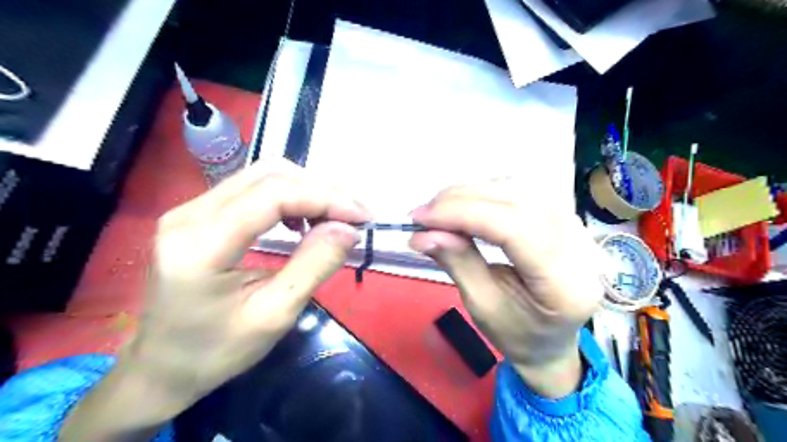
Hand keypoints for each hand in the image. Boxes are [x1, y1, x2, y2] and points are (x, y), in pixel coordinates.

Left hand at [60, 159, 368, 440]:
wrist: (161, 367)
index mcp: (201, 244)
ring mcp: (190, 209)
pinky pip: (253, 188)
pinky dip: (289, 196)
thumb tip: (349, 230)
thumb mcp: (274, 315)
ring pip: (262, 175)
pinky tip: (303, 220)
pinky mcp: (198, 213)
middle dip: (321, 190)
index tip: (362, 217)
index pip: (273, 195)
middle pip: (269, 175)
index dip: (325, 198)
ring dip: (308, 190)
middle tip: (354, 216)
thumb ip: (313, 265)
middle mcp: (190, 213)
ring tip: (335, 217)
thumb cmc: (216, 351)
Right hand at [409, 177, 603, 396]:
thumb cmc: (517, 333)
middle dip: (462, 200)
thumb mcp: (482, 306)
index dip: (464, 215)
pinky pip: (522, 191)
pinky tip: (465, 206)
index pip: (515, 228)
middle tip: (423, 214)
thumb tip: (422, 233)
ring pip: (519, 188)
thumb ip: (458, 263)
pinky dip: (486, 193)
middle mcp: (581, 247)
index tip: (420, 218)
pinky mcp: (565, 217)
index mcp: (566, 284)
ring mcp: (578, 227)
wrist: (551, 339)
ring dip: (472, 193)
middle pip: (518, 201)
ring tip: (439, 211)